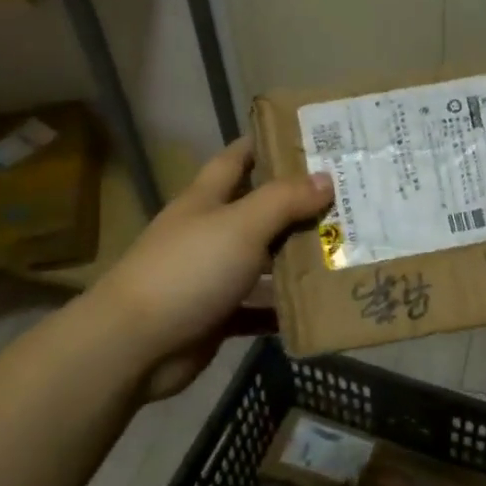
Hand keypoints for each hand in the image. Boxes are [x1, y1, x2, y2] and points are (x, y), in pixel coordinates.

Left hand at [93, 139, 332, 401]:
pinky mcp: (217, 316)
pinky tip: (321, 305)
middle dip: (298, 205)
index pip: (237, 158)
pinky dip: (284, 308)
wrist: (135, 346)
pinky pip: (258, 307)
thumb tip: (326, 177)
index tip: (309, 139)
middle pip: (258, 211)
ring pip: (263, 261)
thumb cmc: (188, 271)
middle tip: (349, 200)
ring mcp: (211, 276)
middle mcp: (208, 233)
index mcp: (206, 200)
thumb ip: (283, 201)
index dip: (267, 144)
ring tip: (346, 251)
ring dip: (297, 259)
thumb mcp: (241, 226)